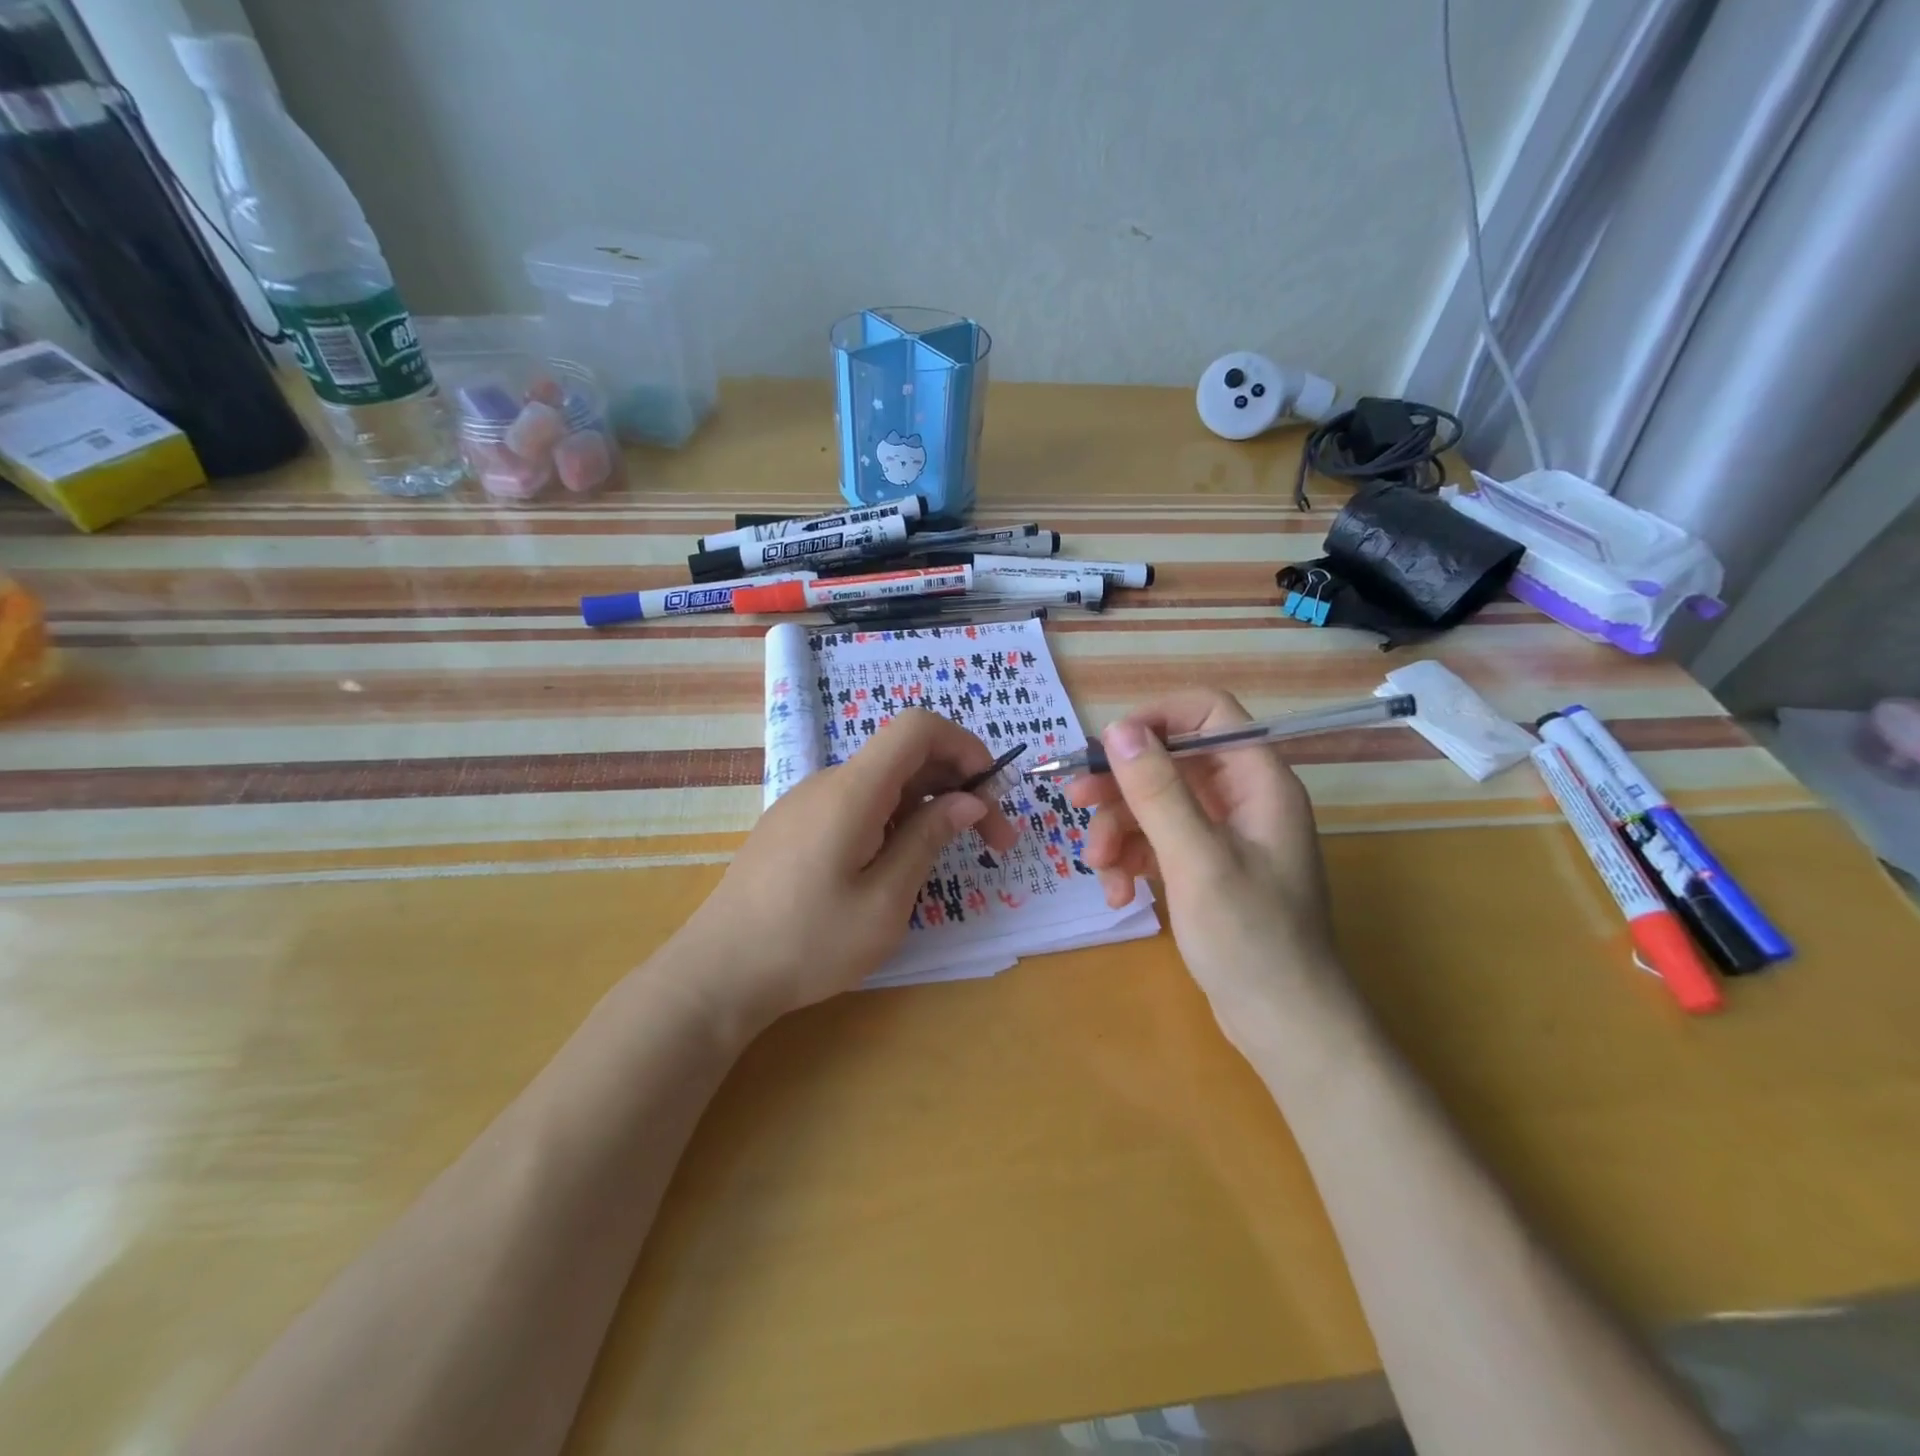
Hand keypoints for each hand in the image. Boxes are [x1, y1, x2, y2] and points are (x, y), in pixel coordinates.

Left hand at [664, 709, 1018, 1032]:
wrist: (716, 973)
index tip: (992, 793)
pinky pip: (857, 804)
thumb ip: (928, 839)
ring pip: (883, 783)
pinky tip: (896, 865)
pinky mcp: (795, 827)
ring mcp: (807, 804)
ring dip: (927, 808)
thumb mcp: (884, 901)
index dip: (964, 745)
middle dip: (958, 786)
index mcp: (853, 791)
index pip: (918, 728)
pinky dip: (894, 819)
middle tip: (994, 843)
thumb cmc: (808, 943)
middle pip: (905, 756)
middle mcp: (829, 783)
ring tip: (948, 858)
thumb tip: (969, 800)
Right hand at [1067, 689, 1347, 1049]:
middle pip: (1171, 761)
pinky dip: (1133, 860)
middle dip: (1121, 784)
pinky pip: (1159, 842)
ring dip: (1119, 830)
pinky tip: (1119, 894)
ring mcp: (1224, 835)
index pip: (1208, 713)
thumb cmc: (1250, 939)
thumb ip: (1157, 790)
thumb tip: (1118, 729)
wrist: (1285, 1026)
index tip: (1107, 746)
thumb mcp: (1196, 859)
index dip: (1156, 719)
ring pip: (1157, 804)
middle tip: (1075, 802)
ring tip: (1100, 869)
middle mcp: (1243, 798)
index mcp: (1258, 782)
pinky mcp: (1206, 867)